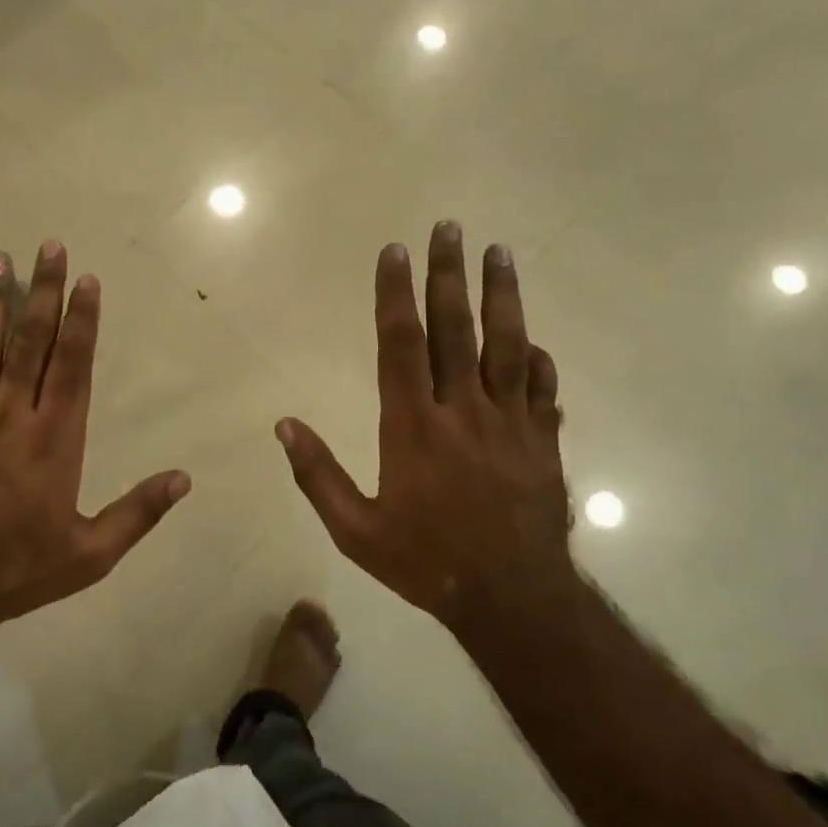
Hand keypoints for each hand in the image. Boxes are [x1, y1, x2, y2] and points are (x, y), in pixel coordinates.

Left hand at [0, 242, 189, 650]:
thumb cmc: (16, 571)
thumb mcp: (90, 555)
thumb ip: (138, 513)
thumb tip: (185, 479)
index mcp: (54, 439)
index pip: (72, 365)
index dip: (82, 319)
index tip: (87, 279)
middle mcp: (10, 416)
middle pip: (29, 342)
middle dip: (43, 291)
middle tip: (49, 246)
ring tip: (1, 262)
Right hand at [276, 222, 573, 633]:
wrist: (513, 599)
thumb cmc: (427, 562)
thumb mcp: (356, 530)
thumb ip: (317, 475)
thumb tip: (284, 425)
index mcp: (414, 425)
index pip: (401, 343)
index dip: (396, 293)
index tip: (395, 251)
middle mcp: (463, 410)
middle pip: (456, 328)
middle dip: (449, 274)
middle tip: (450, 227)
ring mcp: (511, 422)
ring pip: (507, 345)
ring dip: (502, 296)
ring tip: (499, 252)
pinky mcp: (544, 441)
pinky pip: (543, 390)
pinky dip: (538, 361)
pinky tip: (534, 342)